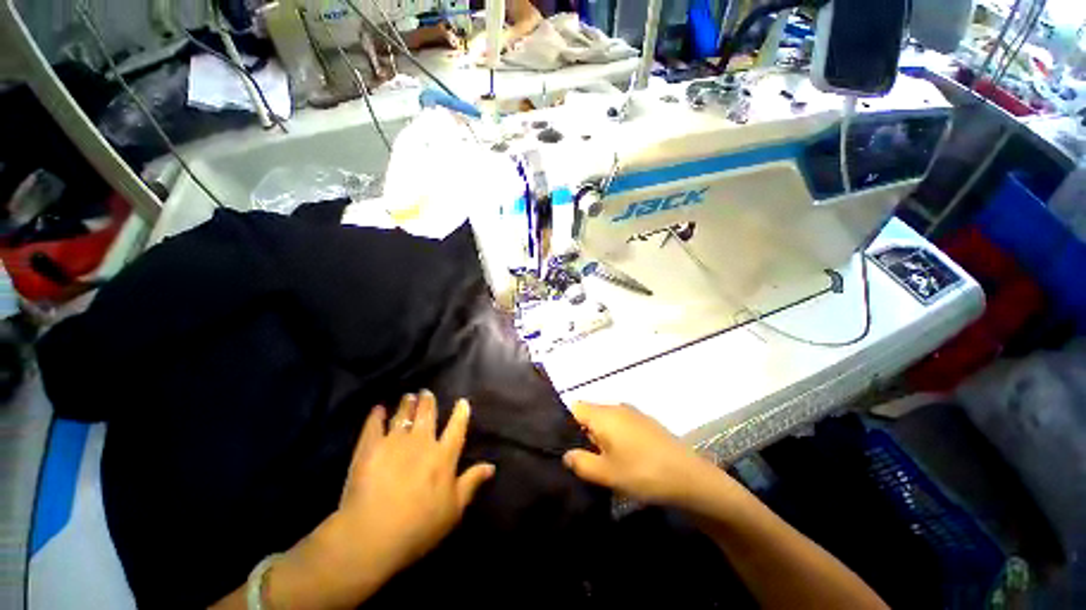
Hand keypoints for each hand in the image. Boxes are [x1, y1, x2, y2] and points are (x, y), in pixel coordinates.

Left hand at [263, 392, 493, 609]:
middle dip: (428, 402)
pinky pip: (374, 426)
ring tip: (408, 396)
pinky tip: (378, 409)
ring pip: (403, 415)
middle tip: (426, 392)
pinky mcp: (369, 448)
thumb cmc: (419, 527)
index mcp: (443, 456)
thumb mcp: (454, 509)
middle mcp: (421, 442)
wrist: (371, 535)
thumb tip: (491, 466)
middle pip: (427, 415)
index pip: (456, 427)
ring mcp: (394, 442)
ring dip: (406, 404)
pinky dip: (377, 416)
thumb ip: (471, 483)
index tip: (462, 402)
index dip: (461, 413)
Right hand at [562, 402, 726, 507]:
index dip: (566, 423)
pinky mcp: (646, 422)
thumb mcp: (606, 473)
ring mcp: (634, 413)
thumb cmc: (642, 473)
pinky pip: (622, 423)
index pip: (575, 407)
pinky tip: (625, 457)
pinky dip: (617, 436)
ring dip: (601, 436)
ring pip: (607, 419)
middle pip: (591, 413)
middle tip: (586, 457)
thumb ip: (580, 462)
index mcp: (603, 414)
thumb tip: (566, 455)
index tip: (567, 444)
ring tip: (605, 461)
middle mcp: (617, 407)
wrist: (689, 477)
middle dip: (584, 433)